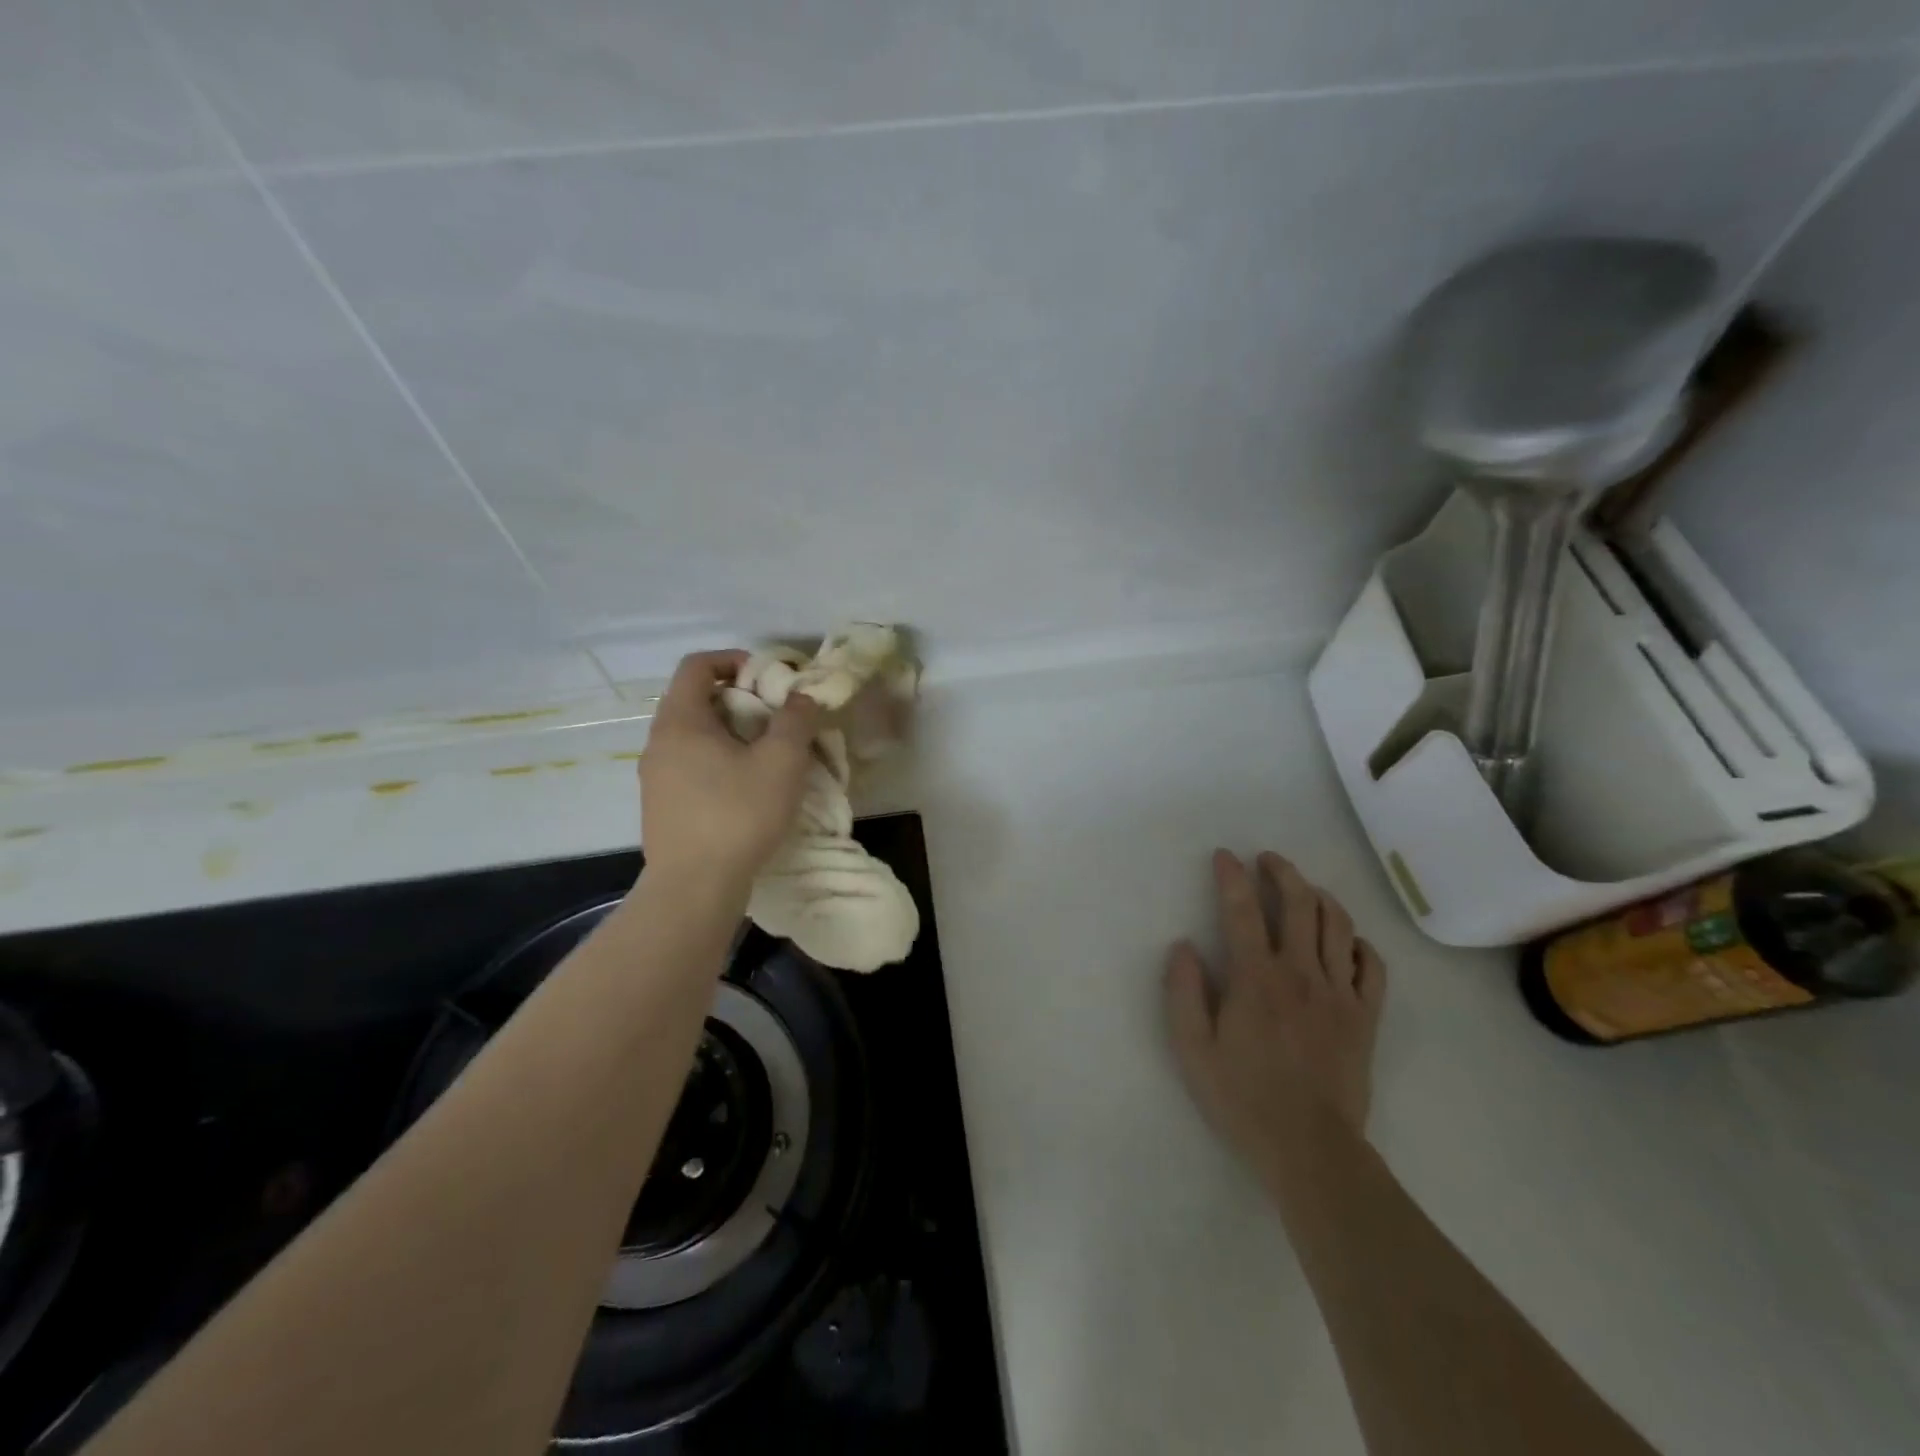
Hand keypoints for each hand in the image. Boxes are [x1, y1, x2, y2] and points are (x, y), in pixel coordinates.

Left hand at [638, 651, 820, 889]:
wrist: (695, 887)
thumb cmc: (738, 814)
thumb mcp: (781, 762)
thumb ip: (796, 720)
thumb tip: (802, 697)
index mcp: (680, 721)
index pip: (697, 666)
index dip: (733, 660)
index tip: (767, 678)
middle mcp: (658, 743)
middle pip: (695, 700)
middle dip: (738, 700)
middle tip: (775, 718)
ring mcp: (654, 777)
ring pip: (693, 736)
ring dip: (730, 734)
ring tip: (766, 755)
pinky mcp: (661, 806)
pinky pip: (689, 766)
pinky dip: (717, 761)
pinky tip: (745, 789)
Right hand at [1165, 850, 1386, 1184]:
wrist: (1310, 1148)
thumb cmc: (1242, 1097)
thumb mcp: (1192, 1049)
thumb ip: (1182, 992)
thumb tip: (1184, 946)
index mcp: (1255, 978)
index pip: (1241, 911)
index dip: (1231, 877)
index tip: (1224, 855)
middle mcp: (1300, 973)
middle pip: (1299, 904)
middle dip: (1282, 872)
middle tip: (1267, 860)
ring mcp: (1338, 993)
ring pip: (1338, 926)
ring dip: (1320, 896)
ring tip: (1306, 888)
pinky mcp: (1364, 1017)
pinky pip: (1371, 967)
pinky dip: (1359, 944)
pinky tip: (1347, 941)